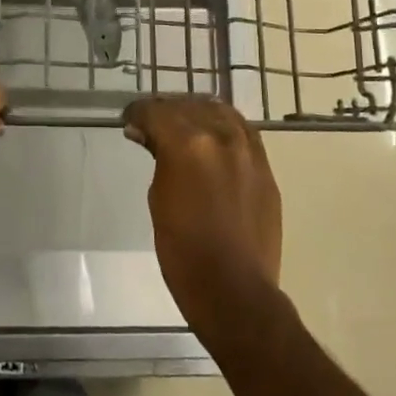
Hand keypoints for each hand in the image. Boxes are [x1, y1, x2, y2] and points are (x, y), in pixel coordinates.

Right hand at [123, 96, 282, 343]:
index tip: (129, 122)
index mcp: (189, 144)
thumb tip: (148, 136)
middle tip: (151, 124)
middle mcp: (222, 136)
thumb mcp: (158, 198)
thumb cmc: (183, 251)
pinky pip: (243, 133)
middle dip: (166, 111)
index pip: (156, 111)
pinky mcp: (266, 168)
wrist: (234, 289)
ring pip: (220, 111)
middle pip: (189, 106)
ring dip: (197, 114)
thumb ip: (158, 158)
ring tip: (184, 127)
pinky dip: (223, 129)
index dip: (138, 114)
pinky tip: (213, 141)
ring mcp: (249, 150)